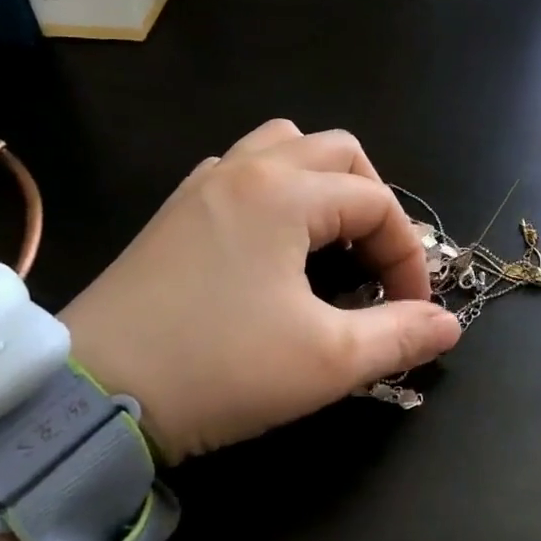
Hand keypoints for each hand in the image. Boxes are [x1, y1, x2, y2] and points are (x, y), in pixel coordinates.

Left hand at [58, 120, 460, 462]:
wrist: (91, 394)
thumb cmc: (218, 370)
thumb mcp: (325, 361)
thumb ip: (399, 336)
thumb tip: (449, 325)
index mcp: (285, 193)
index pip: (377, 203)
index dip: (409, 255)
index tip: (412, 310)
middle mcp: (246, 170)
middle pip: (338, 152)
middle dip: (373, 202)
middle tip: (377, 263)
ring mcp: (204, 184)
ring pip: (285, 146)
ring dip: (324, 183)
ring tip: (331, 239)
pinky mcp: (176, 210)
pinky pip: (243, 169)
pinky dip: (278, 188)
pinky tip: (274, 243)